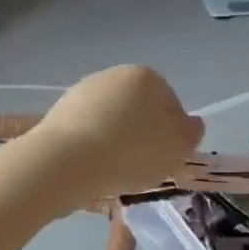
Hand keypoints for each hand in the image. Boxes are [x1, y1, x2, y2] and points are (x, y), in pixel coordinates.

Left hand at [30, 66, 203, 203]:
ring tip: (114, 174)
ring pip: (110, 123)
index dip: (171, 134)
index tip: (165, 157)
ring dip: (115, 145)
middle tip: (141, 168)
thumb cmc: (132, 151)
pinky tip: (91, 171)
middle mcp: (111, 76)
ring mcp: (81, 93)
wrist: (66, 162)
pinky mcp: (57, 115)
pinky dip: (91, 151)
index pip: (170, 103)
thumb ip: (191, 133)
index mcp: (145, 75)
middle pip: (137, 111)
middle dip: (140, 137)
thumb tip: (190, 124)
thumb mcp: (179, 146)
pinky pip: (85, 136)